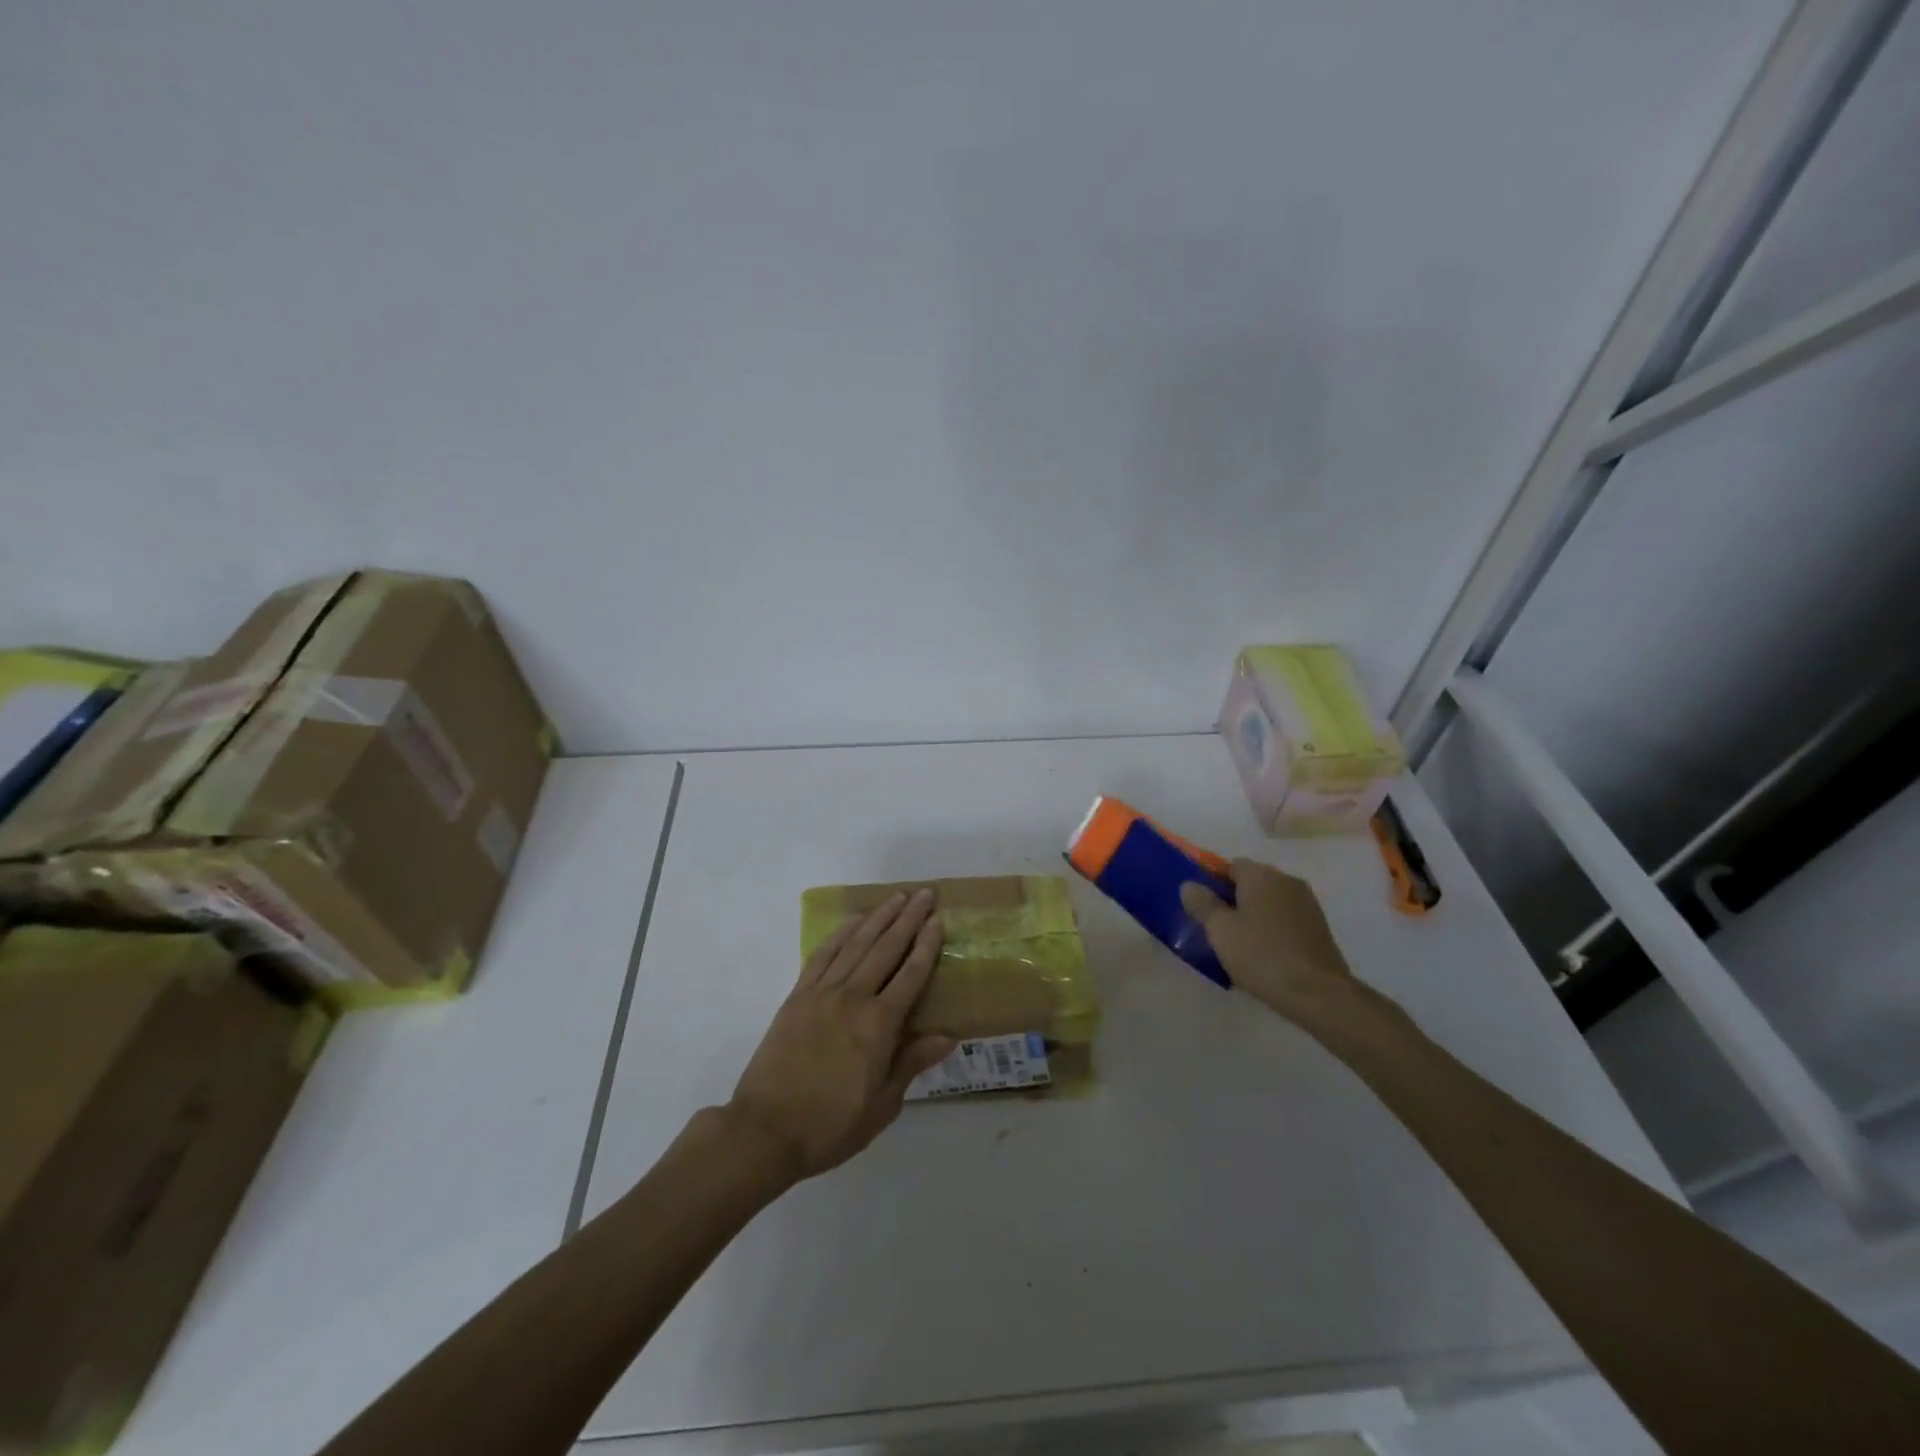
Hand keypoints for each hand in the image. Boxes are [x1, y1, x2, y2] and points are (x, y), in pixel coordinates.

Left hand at [724, 889, 954, 1182]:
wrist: (765, 1130)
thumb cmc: (831, 1125)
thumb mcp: (882, 1105)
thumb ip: (912, 1063)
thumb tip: (948, 1036)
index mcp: (879, 1025)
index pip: (911, 974)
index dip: (927, 945)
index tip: (938, 920)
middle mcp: (853, 998)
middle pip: (886, 948)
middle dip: (908, 919)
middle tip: (924, 895)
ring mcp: (822, 993)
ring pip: (856, 944)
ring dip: (878, 918)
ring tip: (896, 898)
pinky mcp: (797, 996)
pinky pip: (823, 955)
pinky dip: (841, 934)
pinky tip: (853, 922)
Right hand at [1180, 860, 1359, 1022]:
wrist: (1318, 994)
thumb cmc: (1262, 955)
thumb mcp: (1219, 930)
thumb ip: (1202, 903)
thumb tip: (1190, 885)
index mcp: (1261, 875)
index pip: (1230, 865)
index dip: (1212, 882)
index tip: (1201, 907)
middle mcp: (1286, 881)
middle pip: (1251, 882)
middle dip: (1232, 900)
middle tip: (1215, 927)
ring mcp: (1307, 904)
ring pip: (1268, 902)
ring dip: (1253, 916)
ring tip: (1238, 945)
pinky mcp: (1319, 928)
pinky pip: (1284, 919)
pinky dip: (1271, 929)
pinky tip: (1263, 954)